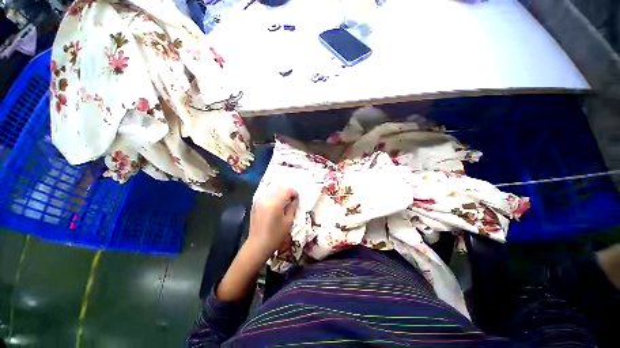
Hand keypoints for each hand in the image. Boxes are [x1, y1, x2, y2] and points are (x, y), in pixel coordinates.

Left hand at [247, 187, 298, 259]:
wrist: (258, 244)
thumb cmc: (276, 235)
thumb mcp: (288, 222)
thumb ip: (292, 208)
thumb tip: (295, 200)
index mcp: (274, 202)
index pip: (286, 191)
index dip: (294, 193)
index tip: (298, 199)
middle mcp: (265, 198)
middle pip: (278, 189)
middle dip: (286, 193)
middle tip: (292, 201)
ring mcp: (258, 201)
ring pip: (271, 192)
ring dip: (278, 195)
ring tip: (284, 204)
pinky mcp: (254, 205)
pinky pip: (265, 197)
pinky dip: (271, 198)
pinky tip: (275, 207)